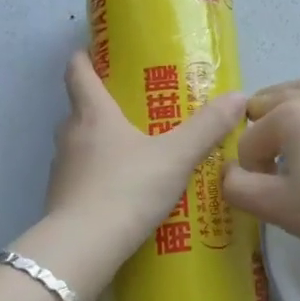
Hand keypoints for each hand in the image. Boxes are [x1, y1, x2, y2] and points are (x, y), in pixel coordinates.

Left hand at [20, 52, 245, 300]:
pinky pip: (81, 176)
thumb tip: (238, 96)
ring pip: (80, 144)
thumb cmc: (127, 188)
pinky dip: (98, 175)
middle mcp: (71, 135)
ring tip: (133, 149)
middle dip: (101, 104)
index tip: (94, 51)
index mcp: (93, 113)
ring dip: (100, 142)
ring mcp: (62, 170)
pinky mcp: (60, 201)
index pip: (77, 73)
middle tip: (133, 106)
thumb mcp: (175, 156)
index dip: (84, 58)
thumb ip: (207, 128)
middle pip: (80, 108)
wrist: (82, 249)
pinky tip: (122, 189)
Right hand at [222, 71, 299, 271]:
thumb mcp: (278, 208)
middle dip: (262, 133)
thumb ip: (238, 188)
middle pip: (270, 104)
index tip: (266, 196)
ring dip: (287, 109)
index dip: (250, 170)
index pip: (249, 142)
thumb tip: (227, 172)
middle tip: (270, 170)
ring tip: (290, 140)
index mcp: (287, 116)